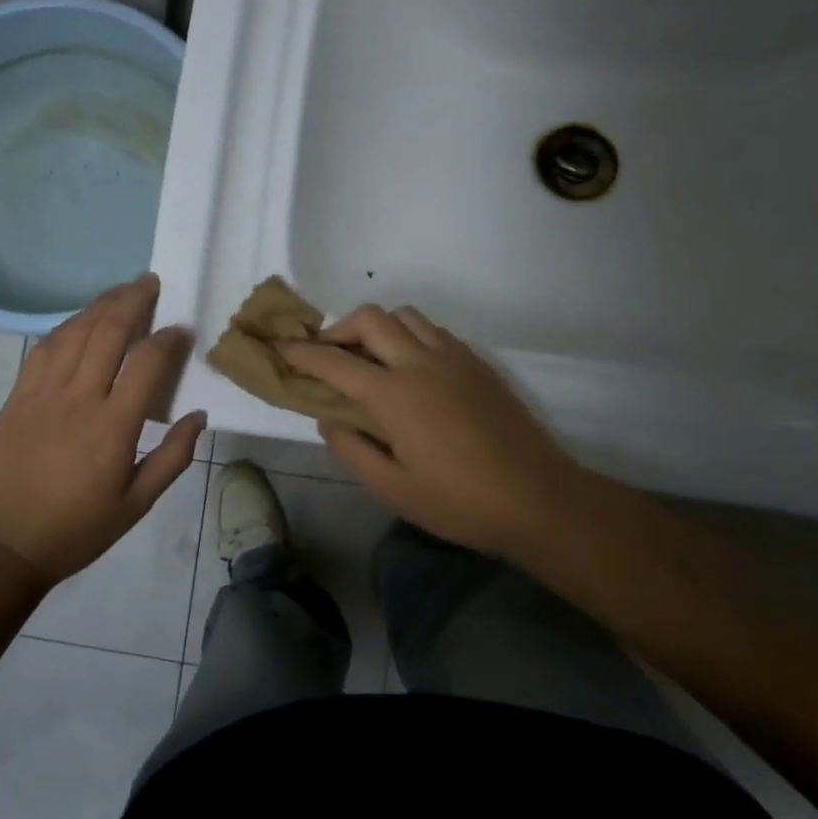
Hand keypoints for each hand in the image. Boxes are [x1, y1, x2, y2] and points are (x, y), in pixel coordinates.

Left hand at [0, 274, 205, 584]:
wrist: (6, 542)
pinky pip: (44, 347)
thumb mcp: (137, 504)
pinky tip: (80, 320)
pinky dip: (66, 326)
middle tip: (151, 282)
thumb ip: (173, 458)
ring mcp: (43, 392)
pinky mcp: (18, 395)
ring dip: (100, 305)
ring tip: (121, 291)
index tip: (181, 328)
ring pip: (75, 332)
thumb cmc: (78, 528)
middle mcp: (78, 398)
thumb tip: (199, 416)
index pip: (146, 363)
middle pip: (108, 332)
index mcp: (113, 427)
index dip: (167, 339)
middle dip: (133, 300)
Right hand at [279, 306, 583, 558]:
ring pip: (405, 316)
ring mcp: (454, 358)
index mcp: (394, 395)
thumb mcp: (392, 489)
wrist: (538, 498)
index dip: (300, 353)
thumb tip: (328, 417)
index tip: (278, 348)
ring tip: (370, 359)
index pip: (333, 361)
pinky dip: (409, 336)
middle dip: (338, 329)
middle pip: (370, 319)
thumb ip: (351, 449)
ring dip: (377, 328)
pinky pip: (434, 331)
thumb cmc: (459, 502)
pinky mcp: (477, 363)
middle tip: (328, 356)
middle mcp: (420, 363)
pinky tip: (411, 368)